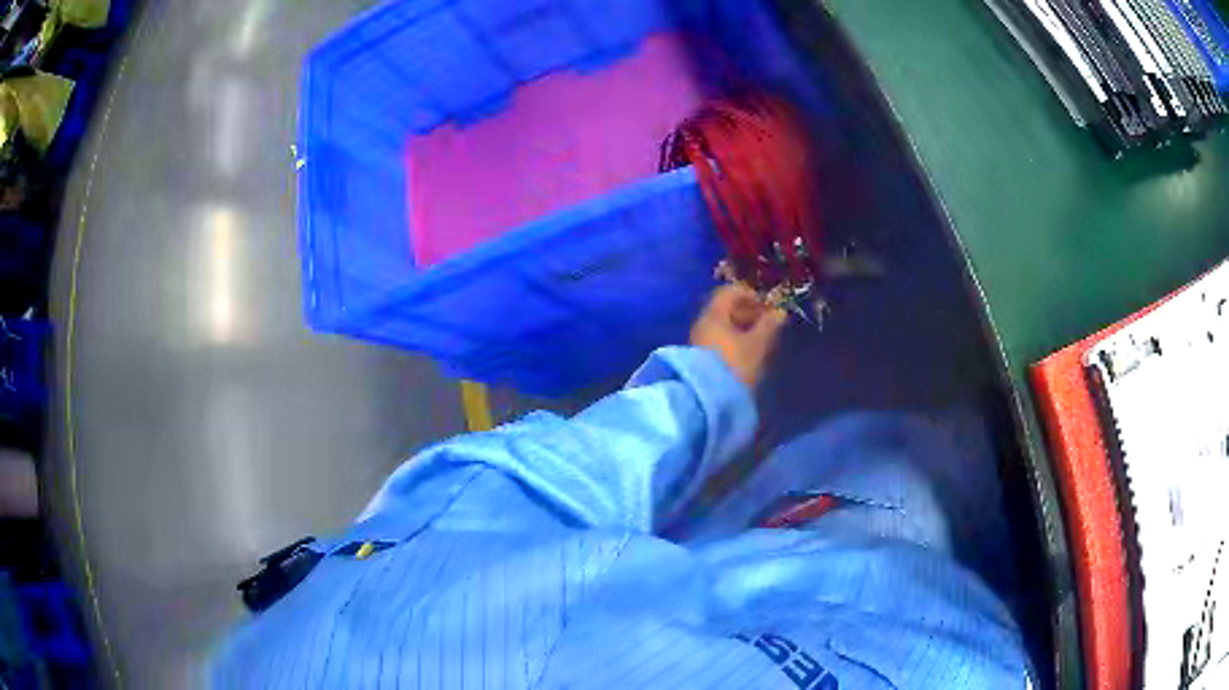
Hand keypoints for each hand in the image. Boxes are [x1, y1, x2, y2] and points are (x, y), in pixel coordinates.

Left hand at [690, 285, 786, 388]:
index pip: (730, 292)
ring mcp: (698, 343)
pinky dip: (734, 343)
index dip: (751, 295)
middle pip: (725, 310)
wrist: (705, 401)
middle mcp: (702, 324)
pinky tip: (747, 355)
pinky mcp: (699, 361)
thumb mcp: (757, 345)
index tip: (768, 306)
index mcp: (714, 314)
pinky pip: (718, 343)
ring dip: (742, 330)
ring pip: (722, 328)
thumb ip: (769, 326)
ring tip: (761, 342)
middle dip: (748, 314)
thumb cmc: (734, 366)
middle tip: (768, 324)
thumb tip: (780, 312)